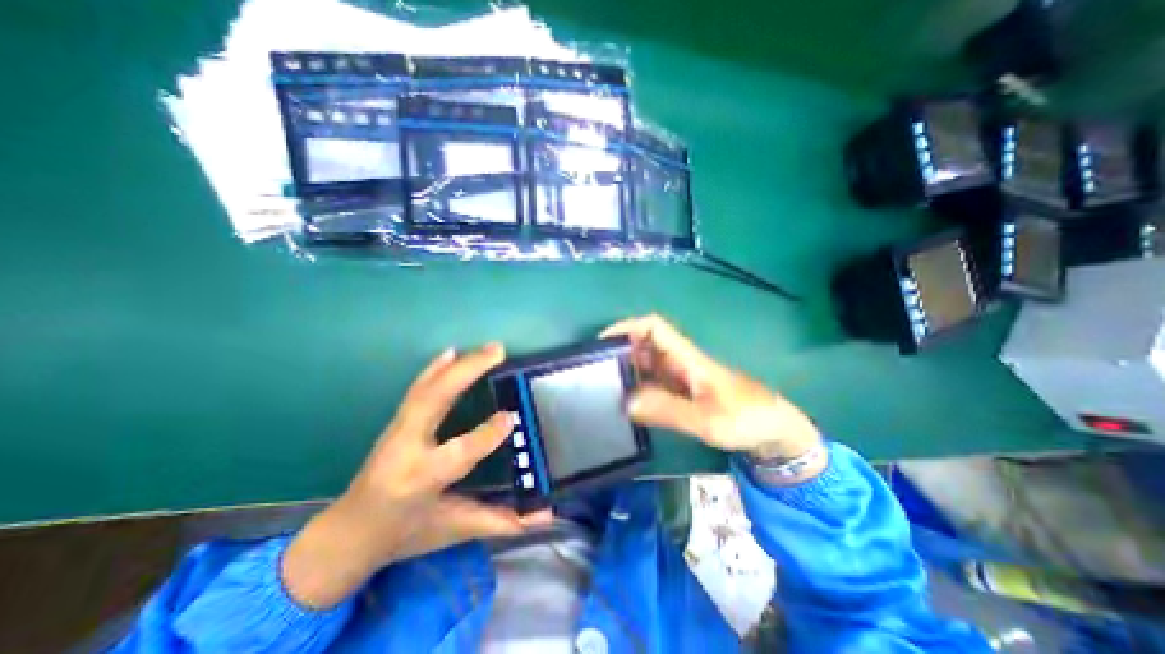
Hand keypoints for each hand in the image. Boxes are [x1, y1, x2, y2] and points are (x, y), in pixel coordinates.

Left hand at [280, 345, 546, 611]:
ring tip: (487, 348)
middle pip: (435, 400)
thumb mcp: (455, 529)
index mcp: (421, 480)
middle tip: (499, 351)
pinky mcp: (396, 422)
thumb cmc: (406, 533)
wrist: (349, 532)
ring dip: (458, 364)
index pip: (459, 451)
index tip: (512, 416)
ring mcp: (397, 430)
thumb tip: (545, 516)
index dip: (487, 433)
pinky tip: (450, 353)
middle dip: (467, 372)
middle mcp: (406, 448)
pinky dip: (434, 368)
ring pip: (427, 388)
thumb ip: (502, 521)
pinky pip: (417, 389)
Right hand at [606, 315, 820, 462]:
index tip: (602, 341)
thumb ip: (668, 410)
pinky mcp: (682, 390)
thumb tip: (627, 402)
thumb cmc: (746, 418)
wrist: (773, 431)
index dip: (627, 327)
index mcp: (687, 357)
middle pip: (644, 344)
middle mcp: (680, 361)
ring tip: (604, 387)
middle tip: (595, 371)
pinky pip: (653, 382)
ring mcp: (680, 376)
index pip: (654, 327)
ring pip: (647, 363)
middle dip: (620, 351)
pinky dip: (637, 387)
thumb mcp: (707, 419)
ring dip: (627, 370)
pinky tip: (627, 402)